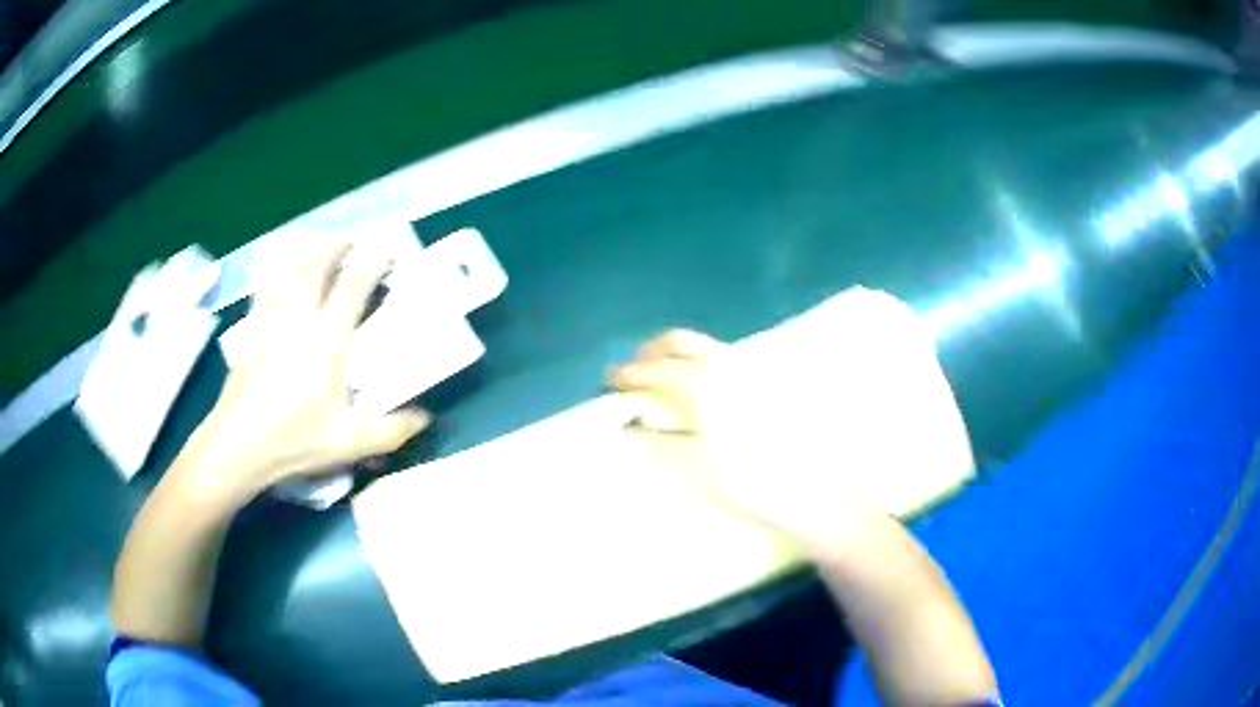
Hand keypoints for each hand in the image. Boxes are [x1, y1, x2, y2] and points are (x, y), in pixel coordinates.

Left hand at [188, 241, 429, 504]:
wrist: (239, 444)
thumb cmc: (294, 440)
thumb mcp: (350, 442)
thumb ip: (391, 430)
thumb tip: (425, 418)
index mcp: (326, 341)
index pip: (353, 288)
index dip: (373, 265)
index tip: (386, 254)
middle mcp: (298, 320)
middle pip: (316, 266)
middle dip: (336, 248)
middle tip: (351, 243)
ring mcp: (271, 321)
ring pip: (288, 270)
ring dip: (307, 253)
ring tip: (319, 249)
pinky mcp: (251, 330)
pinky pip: (265, 287)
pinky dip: (277, 272)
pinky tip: (280, 275)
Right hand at [609, 328, 882, 548]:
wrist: (813, 488)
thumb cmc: (750, 482)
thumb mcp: (695, 470)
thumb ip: (659, 446)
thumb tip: (630, 430)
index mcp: (704, 385)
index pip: (657, 372)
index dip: (630, 375)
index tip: (611, 381)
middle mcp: (728, 366)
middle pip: (682, 342)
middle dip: (653, 350)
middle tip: (635, 366)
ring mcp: (755, 369)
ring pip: (708, 348)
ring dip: (681, 356)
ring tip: (668, 377)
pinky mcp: (773, 380)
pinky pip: (730, 361)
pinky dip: (707, 366)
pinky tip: (709, 389)